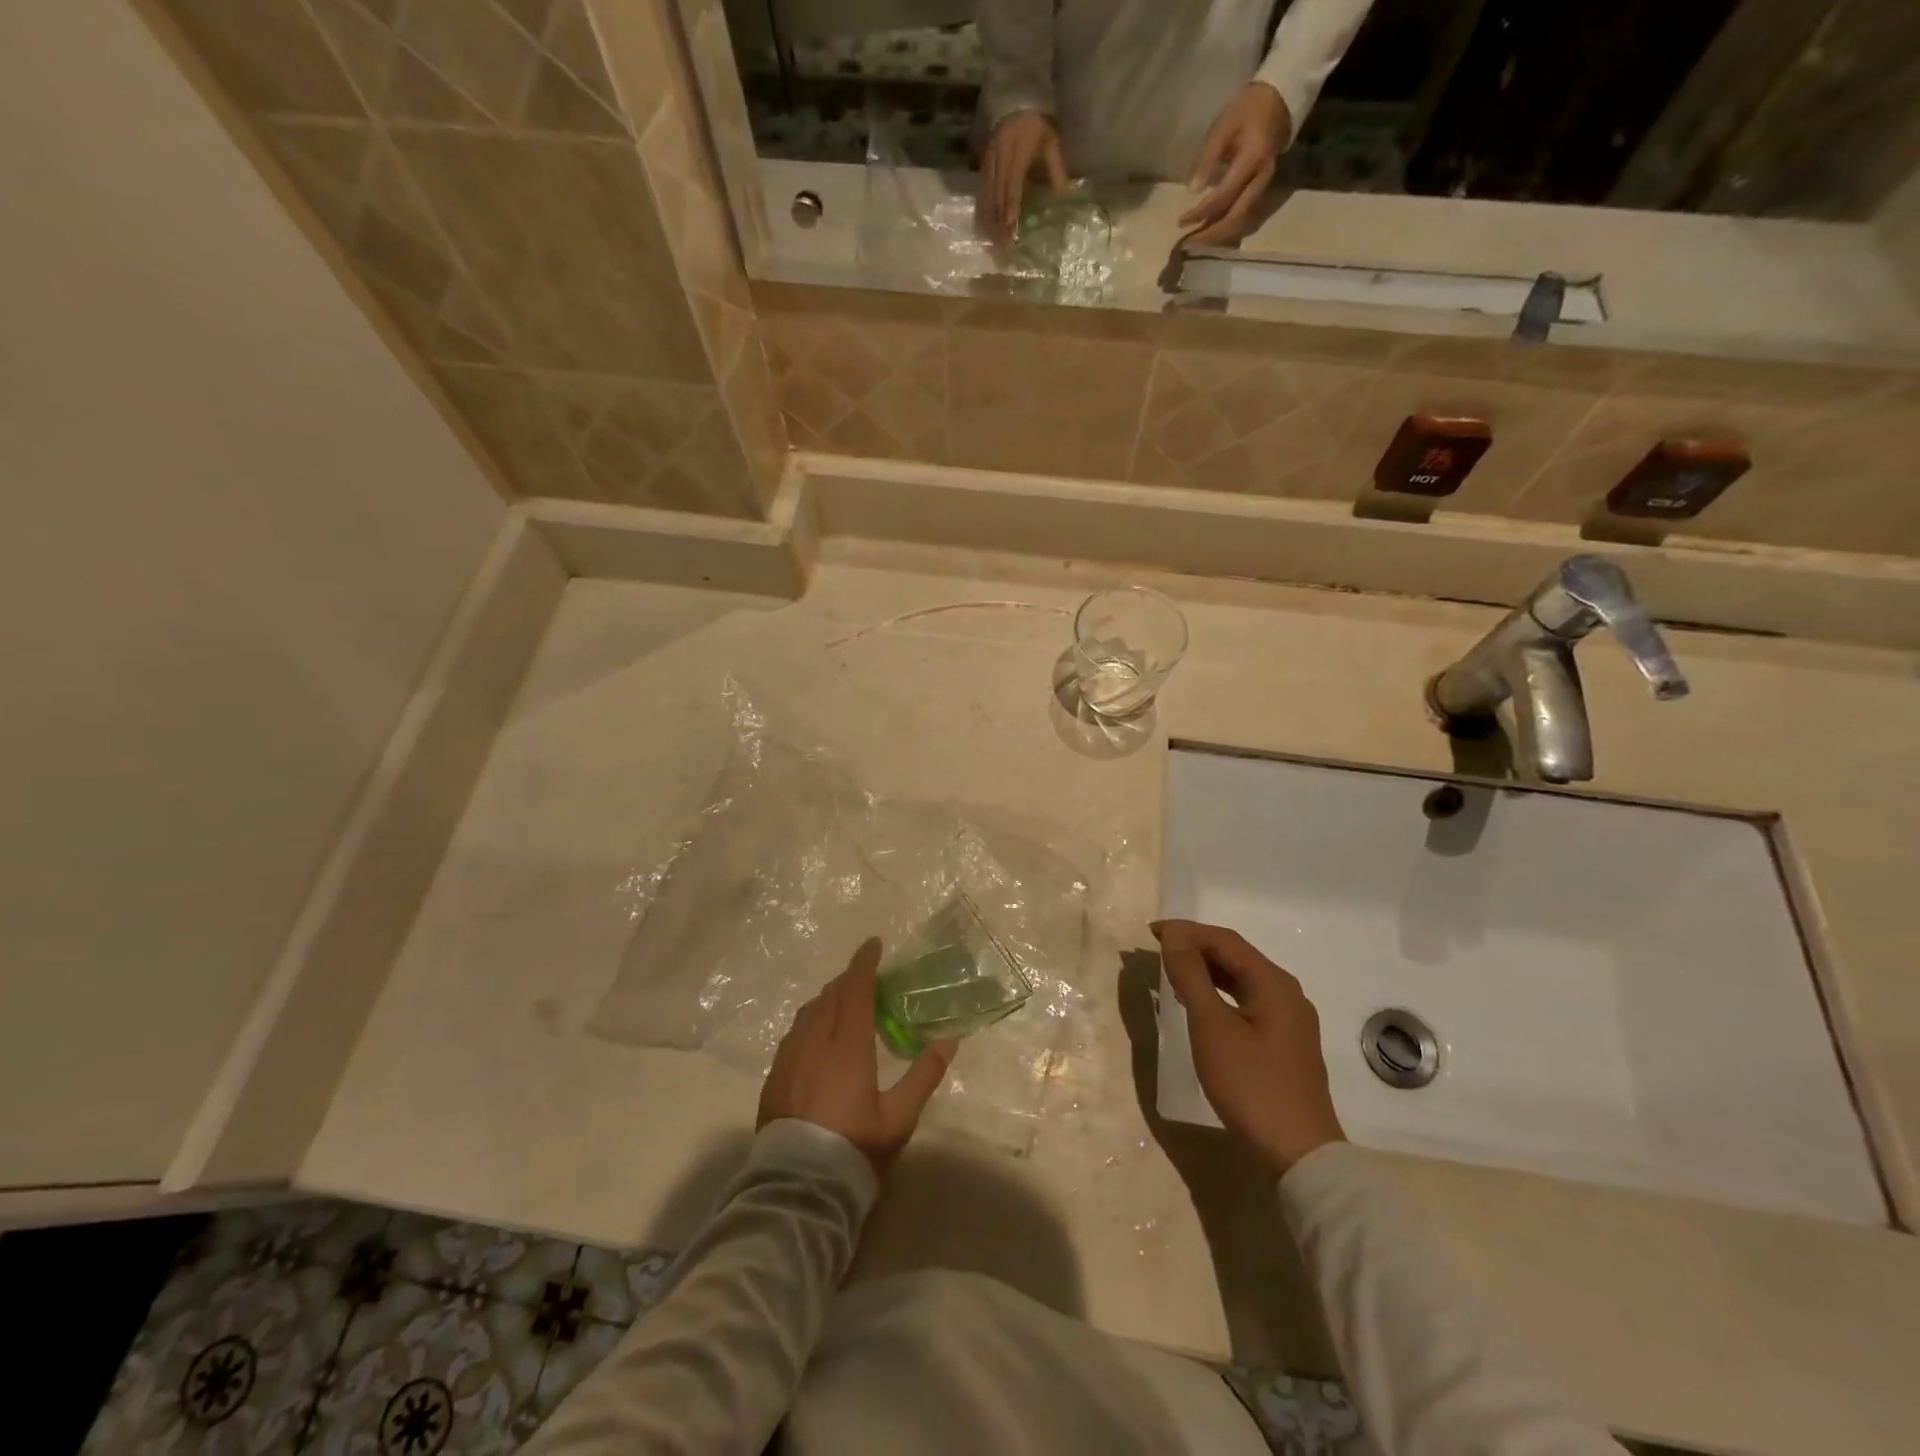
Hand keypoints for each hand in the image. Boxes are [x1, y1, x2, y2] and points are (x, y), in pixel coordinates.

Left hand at [758, 938, 957, 1168]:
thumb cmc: (853, 1149)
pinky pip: (794, 1033)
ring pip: (809, 1012)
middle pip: (829, 996)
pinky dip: (811, 1020)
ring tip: (843, 1002)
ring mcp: (789, 1059)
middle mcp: (814, 1042)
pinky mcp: (774, 1077)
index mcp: (846, 1046)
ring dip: (828, 998)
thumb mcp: (898, 1118)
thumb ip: (924, 1076)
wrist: (796, 1189)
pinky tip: (817, 1036)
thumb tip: (949, 1040)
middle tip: (866, 977)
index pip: (855, 990)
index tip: (873, 944)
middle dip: (848, 979)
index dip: (864, 963)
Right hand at [980, 109, 1068, 246]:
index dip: (1011, 206)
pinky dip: (984, 208)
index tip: (1010, 227)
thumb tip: (1062, 197)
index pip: (1012, 184)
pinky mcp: (984, 163)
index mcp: (1017, 151)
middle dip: (999, 221)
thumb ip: (1056, 169)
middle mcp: (1000, 157)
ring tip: (993, 239)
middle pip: (997, 194)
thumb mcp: (1051, 142)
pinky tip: (986, 224)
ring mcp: (989, 160)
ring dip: (990, 218)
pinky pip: (982, 190)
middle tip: (1002, 244)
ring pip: (987, 194)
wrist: (1016, 99)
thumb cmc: (1037, 123)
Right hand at [1152, 919, 1344, 1175]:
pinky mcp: (1284, 1042)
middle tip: (1157, 947)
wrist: (1299, 1153)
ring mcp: (1289, 1019)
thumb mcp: (1212, 1026)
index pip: (1225, 940)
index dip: (1186, 931)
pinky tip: (1199, 1002)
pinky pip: (1246, 1000)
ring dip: (1206, 969)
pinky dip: (1218, 992)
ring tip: (1171, 969)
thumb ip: (1192, 976)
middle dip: (1195, 946)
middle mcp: (1286, 993)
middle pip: (1236, 956)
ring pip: (1241, 979)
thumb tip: (1175, 937)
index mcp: (1274, 983)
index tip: (1151, 932)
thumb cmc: (1251, 1084)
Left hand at [1180, 82, 1290, 244]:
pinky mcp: (1262, 190)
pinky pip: (1244, 216)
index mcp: (1253, 159)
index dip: (1201, 211)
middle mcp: (1262, 178)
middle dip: (1210, 234)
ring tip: (1196, 241)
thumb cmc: (1247, 110)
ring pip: (1241, 221)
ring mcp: (1264, 186)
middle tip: (1188, 243)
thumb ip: (1208, 159)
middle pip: (1235, 217)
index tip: (1182, 221)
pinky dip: (1226, 228)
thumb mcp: (1223, 127)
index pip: (1224, 195)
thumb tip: (1192, 190)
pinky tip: (1210, 231)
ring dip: (1218, 235)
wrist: (1279, 100)